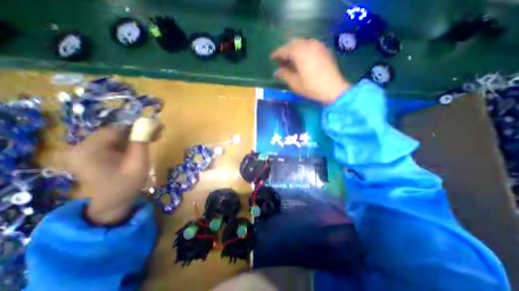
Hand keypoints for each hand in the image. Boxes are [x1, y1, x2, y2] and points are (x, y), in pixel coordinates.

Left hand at [61, 125, 157, 224]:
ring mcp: (86, 150)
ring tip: (154, 137)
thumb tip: (148, 123)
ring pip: (116, 136)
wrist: (113, 203)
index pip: (117, 129)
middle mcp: (82, 146)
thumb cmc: (126, 185)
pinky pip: (114, 142)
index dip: (139, 126)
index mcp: (89, 149)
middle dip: (139, 131)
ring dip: (136, 135)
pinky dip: (129, 141)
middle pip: (116, 131)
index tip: (158, 127)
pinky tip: (142, 143)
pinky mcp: (92, 153)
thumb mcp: (138, 163)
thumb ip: (141, 142)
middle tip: (159, 132)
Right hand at [272, 39, 347, 102]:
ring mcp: (318, 45)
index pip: (284, 49)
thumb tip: (276, 71)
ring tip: (291, 60)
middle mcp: (309, 44)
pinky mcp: (324, 50)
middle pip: (293, 43)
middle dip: (286, 50)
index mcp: (299, 51)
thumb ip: (284, 74)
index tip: (271, 58)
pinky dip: (303, 50)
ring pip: (302, 43)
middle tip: (281, 60)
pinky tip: (302, 59)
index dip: (277, 54)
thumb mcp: (294, 82)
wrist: (333, 89)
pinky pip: (310, 45)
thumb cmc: (311, 87)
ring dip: (294, 50)